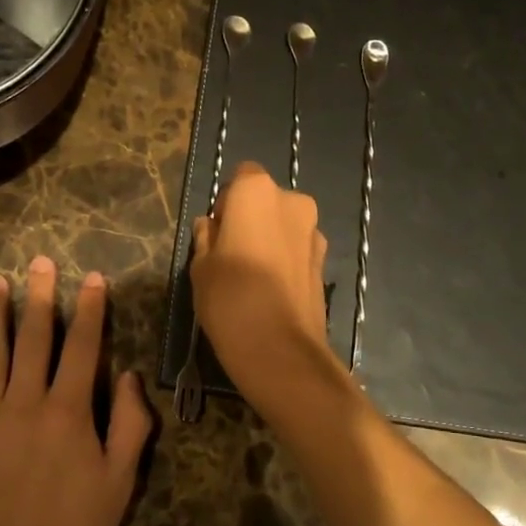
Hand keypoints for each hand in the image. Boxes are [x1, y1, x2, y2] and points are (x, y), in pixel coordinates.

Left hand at [0, 255, 150, 525]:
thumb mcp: (121, 481)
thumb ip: (132, 424)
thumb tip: (132, 376)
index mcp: (70, 411)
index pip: (84, 346)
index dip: (91, 309)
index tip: (93, 278)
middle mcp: (26, 402)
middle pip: (35, 338)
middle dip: (41, 296)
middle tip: (40, 261)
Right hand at [190, 162, 335, 401]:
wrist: (281, 349)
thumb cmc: (230, 297)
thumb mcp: (201, 266)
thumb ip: (206, 238)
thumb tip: (210, 226)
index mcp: (256, 192)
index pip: (241, 177)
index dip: (227, 202)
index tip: (217, 232)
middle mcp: (292, 201)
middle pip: (267, 200)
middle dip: (251, 219)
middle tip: (232, 254)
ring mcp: (314, 232)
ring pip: (285, 225)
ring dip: (271, 239)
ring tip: (253, 277)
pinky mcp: (325, 262)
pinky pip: (298, 250)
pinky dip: (286, 260)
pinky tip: (272, 291)